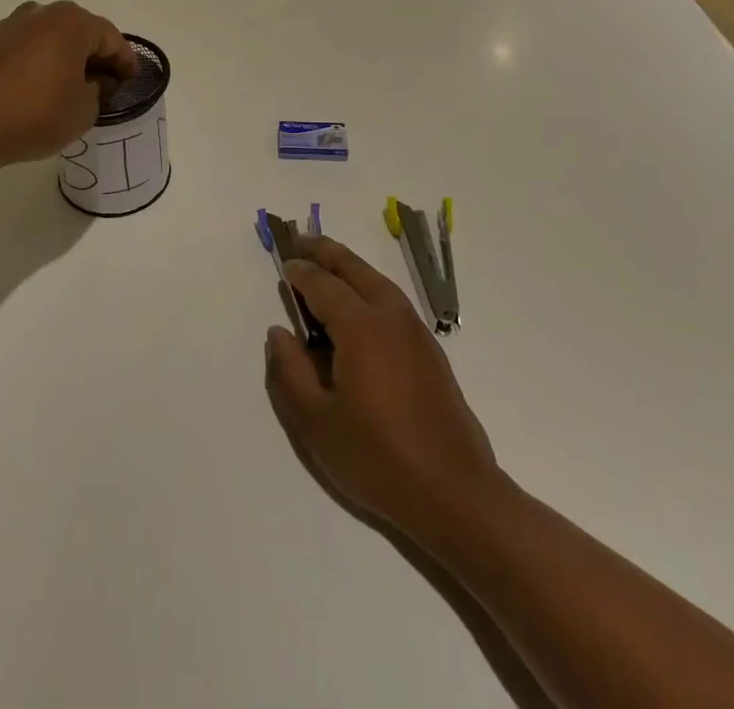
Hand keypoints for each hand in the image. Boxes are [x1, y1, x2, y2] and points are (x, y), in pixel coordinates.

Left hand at [0, 1, 136, 168]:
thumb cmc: (36, 115)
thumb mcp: (85, 110)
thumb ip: (98, 90)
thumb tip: (92, 81)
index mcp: (72, 22)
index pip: (111, 38)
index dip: (125, 61)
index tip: (131, 81)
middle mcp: (42, 13)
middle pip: (80, 31)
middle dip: (95, 55)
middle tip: (104, 83)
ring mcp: (10, 25)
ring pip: (50, 36)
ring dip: (64, 56)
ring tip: (69, 85)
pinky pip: (25, 47)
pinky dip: (37, 61)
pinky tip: (37, 86)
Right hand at [265, 236, 499, 542]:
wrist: (455, 493)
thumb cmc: (377, 458)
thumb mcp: (316, 423)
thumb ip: (290, 372)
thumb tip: (278, 332)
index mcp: (361, 327)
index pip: (323, 285)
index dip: (301, 272)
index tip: (285, 265)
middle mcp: (390, 317)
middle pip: (355, 269)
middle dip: (327, 252)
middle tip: (303, 240)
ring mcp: (416, 332)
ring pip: (378, 281)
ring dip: (351, 267)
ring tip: (329, 264)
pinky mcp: (430, 351)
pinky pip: (393, 301)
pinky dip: (370, 287)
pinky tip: (361, 307)